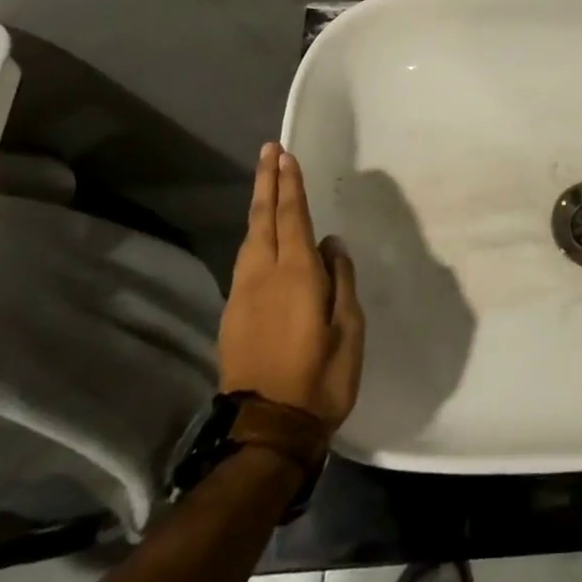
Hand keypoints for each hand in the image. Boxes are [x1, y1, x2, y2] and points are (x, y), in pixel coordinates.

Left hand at [218, 144, 364, 430]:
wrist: (267, 429)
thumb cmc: (320, 378)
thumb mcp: (349, 330)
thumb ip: (341, 281)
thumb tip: (332, 245)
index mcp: (297, 275)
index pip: (293, 218)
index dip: (290, 186)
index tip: (286, 156)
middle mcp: (264, 276)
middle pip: (263, 219)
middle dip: (267, 183)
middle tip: (268, 152)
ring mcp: (243, 295)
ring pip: (249, 239)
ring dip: (258, 207)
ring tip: (264, 184)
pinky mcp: (232, 314)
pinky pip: (245, 261)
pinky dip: (253, 236)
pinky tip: (260, 236)